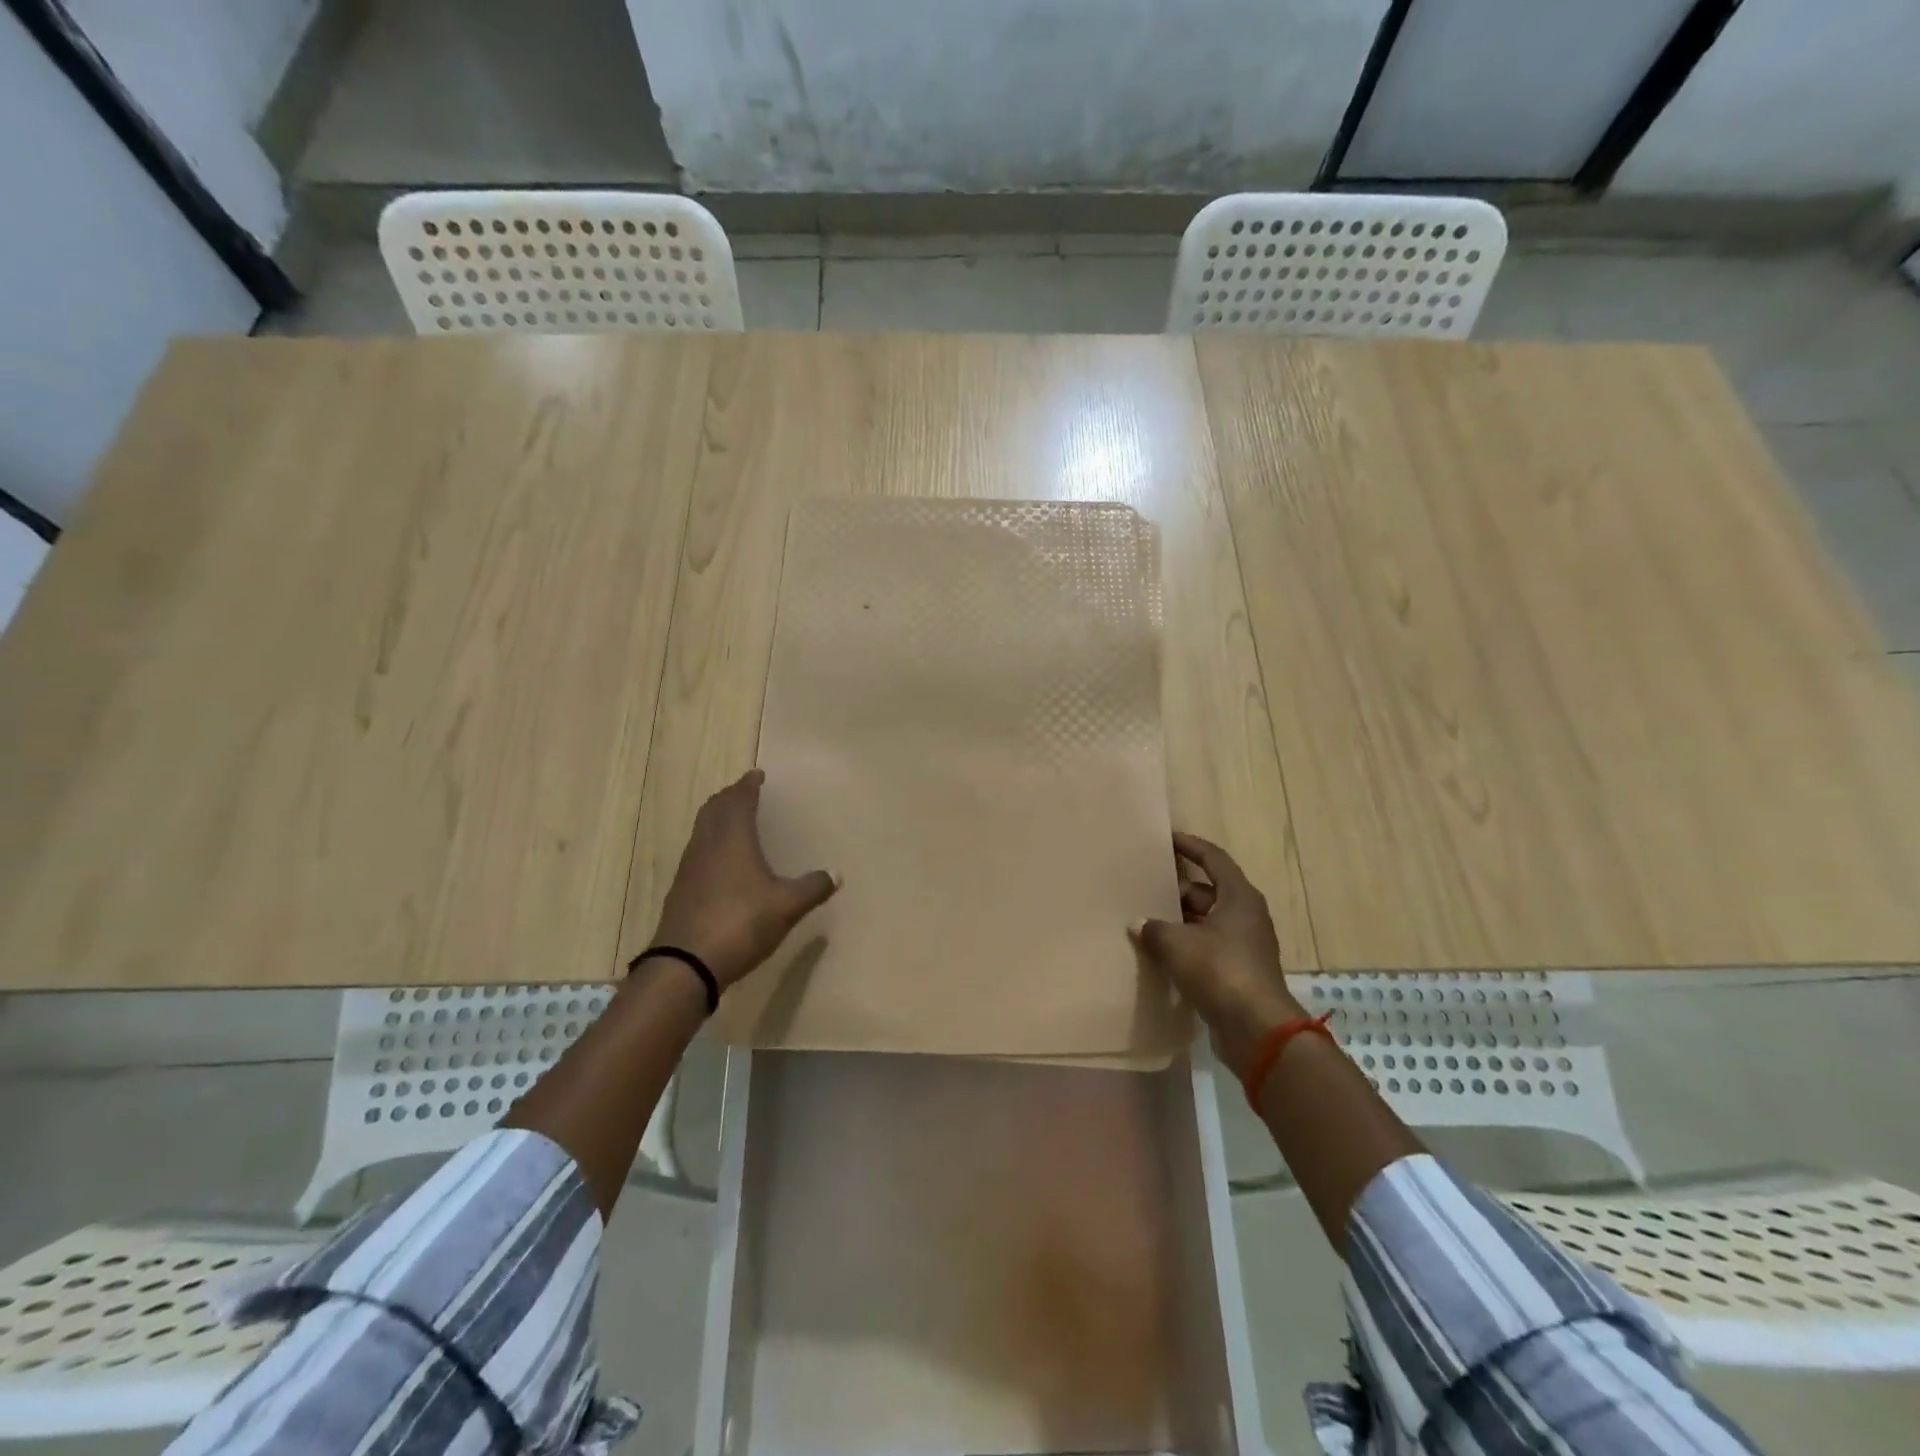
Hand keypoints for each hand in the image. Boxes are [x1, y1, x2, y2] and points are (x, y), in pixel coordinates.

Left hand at [649, 770, 837, 988]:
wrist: (686, 964)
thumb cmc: (741, 922)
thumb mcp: (787, 906)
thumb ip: (812, 888)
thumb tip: (836, 874)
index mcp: (733, 839)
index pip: (738, 801)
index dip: (748, 786)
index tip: (756, 775)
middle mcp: (707, 845)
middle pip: (714, 810)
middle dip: (728, 797)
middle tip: (743, 792)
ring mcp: (689, 868)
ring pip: (701, 830)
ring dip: (716, 818)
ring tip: (732, 821)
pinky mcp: (680, 890)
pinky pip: (696, 852)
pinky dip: (709, 843)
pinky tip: (720, 862)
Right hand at [1130, 832, 1304, 1073]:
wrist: (1255, 1029)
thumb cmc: (1219, 970)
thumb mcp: (1177, 944)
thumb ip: (1154, 928)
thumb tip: (1139, 923)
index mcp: (1238, 897)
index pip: (1213, 859)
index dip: (1190, 846)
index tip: (1167, 839)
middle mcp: (1245, 916)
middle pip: (1207, 891)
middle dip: (1176, 890)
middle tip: (1144, 888)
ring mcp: (1244, 946)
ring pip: (1205, 922)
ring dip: (1179, 921)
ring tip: (1145, 921)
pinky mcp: (1238, 973)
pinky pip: (1207, 948)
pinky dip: (1186, 947)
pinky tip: (1159, 954)